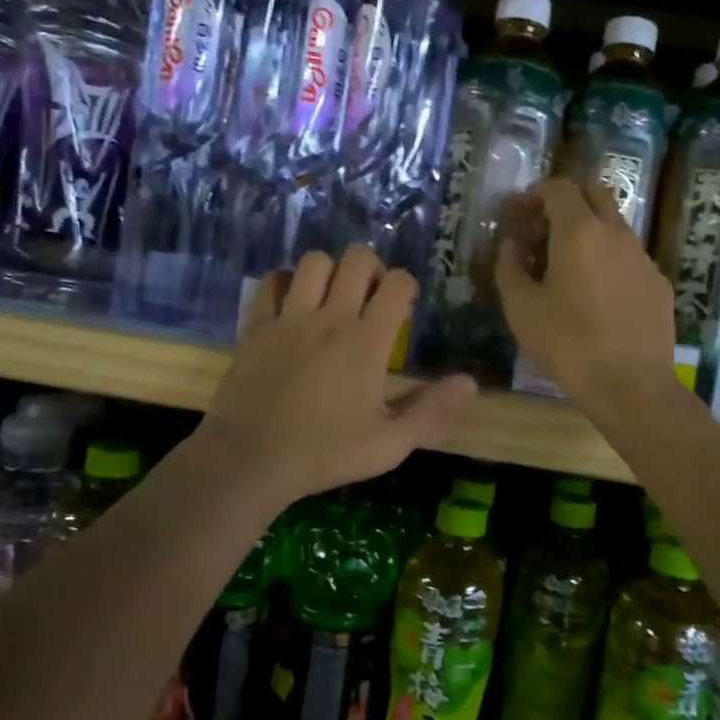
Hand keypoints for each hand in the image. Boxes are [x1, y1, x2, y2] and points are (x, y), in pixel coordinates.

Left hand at [195, 245, 477, 506]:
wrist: (249, 460)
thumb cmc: (324, 454)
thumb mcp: (389, 444)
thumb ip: (432, 411)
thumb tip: (471, 383)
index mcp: (366, 342)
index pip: (397, 284)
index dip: (407, 286)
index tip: (405, 307)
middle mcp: (330, 318)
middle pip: (357, 259)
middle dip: (372, 268)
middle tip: (372, 297)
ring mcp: (289, 318)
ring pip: (314, 262)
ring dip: (330, 271)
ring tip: (333, 298)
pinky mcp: (256, 327)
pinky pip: (271, 283)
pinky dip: (285, 283)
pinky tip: (292, 304)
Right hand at [495, 178, 677, 412]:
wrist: (630, 385)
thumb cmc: (567, 344)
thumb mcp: (520, 307)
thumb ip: (509, 265)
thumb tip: (511, 243)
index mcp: (579, 231)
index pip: (559, 187)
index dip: (535, 193)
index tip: (519, 213)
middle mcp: (616, 233)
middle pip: (594, 192)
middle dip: (567, 200)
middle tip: (544, 228)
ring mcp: (643, 256)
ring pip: (615, 224)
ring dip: (589, 230)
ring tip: (567, 265)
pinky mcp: (658, 282)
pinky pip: (629, 256)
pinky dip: (609, 259)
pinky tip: (597, 294)